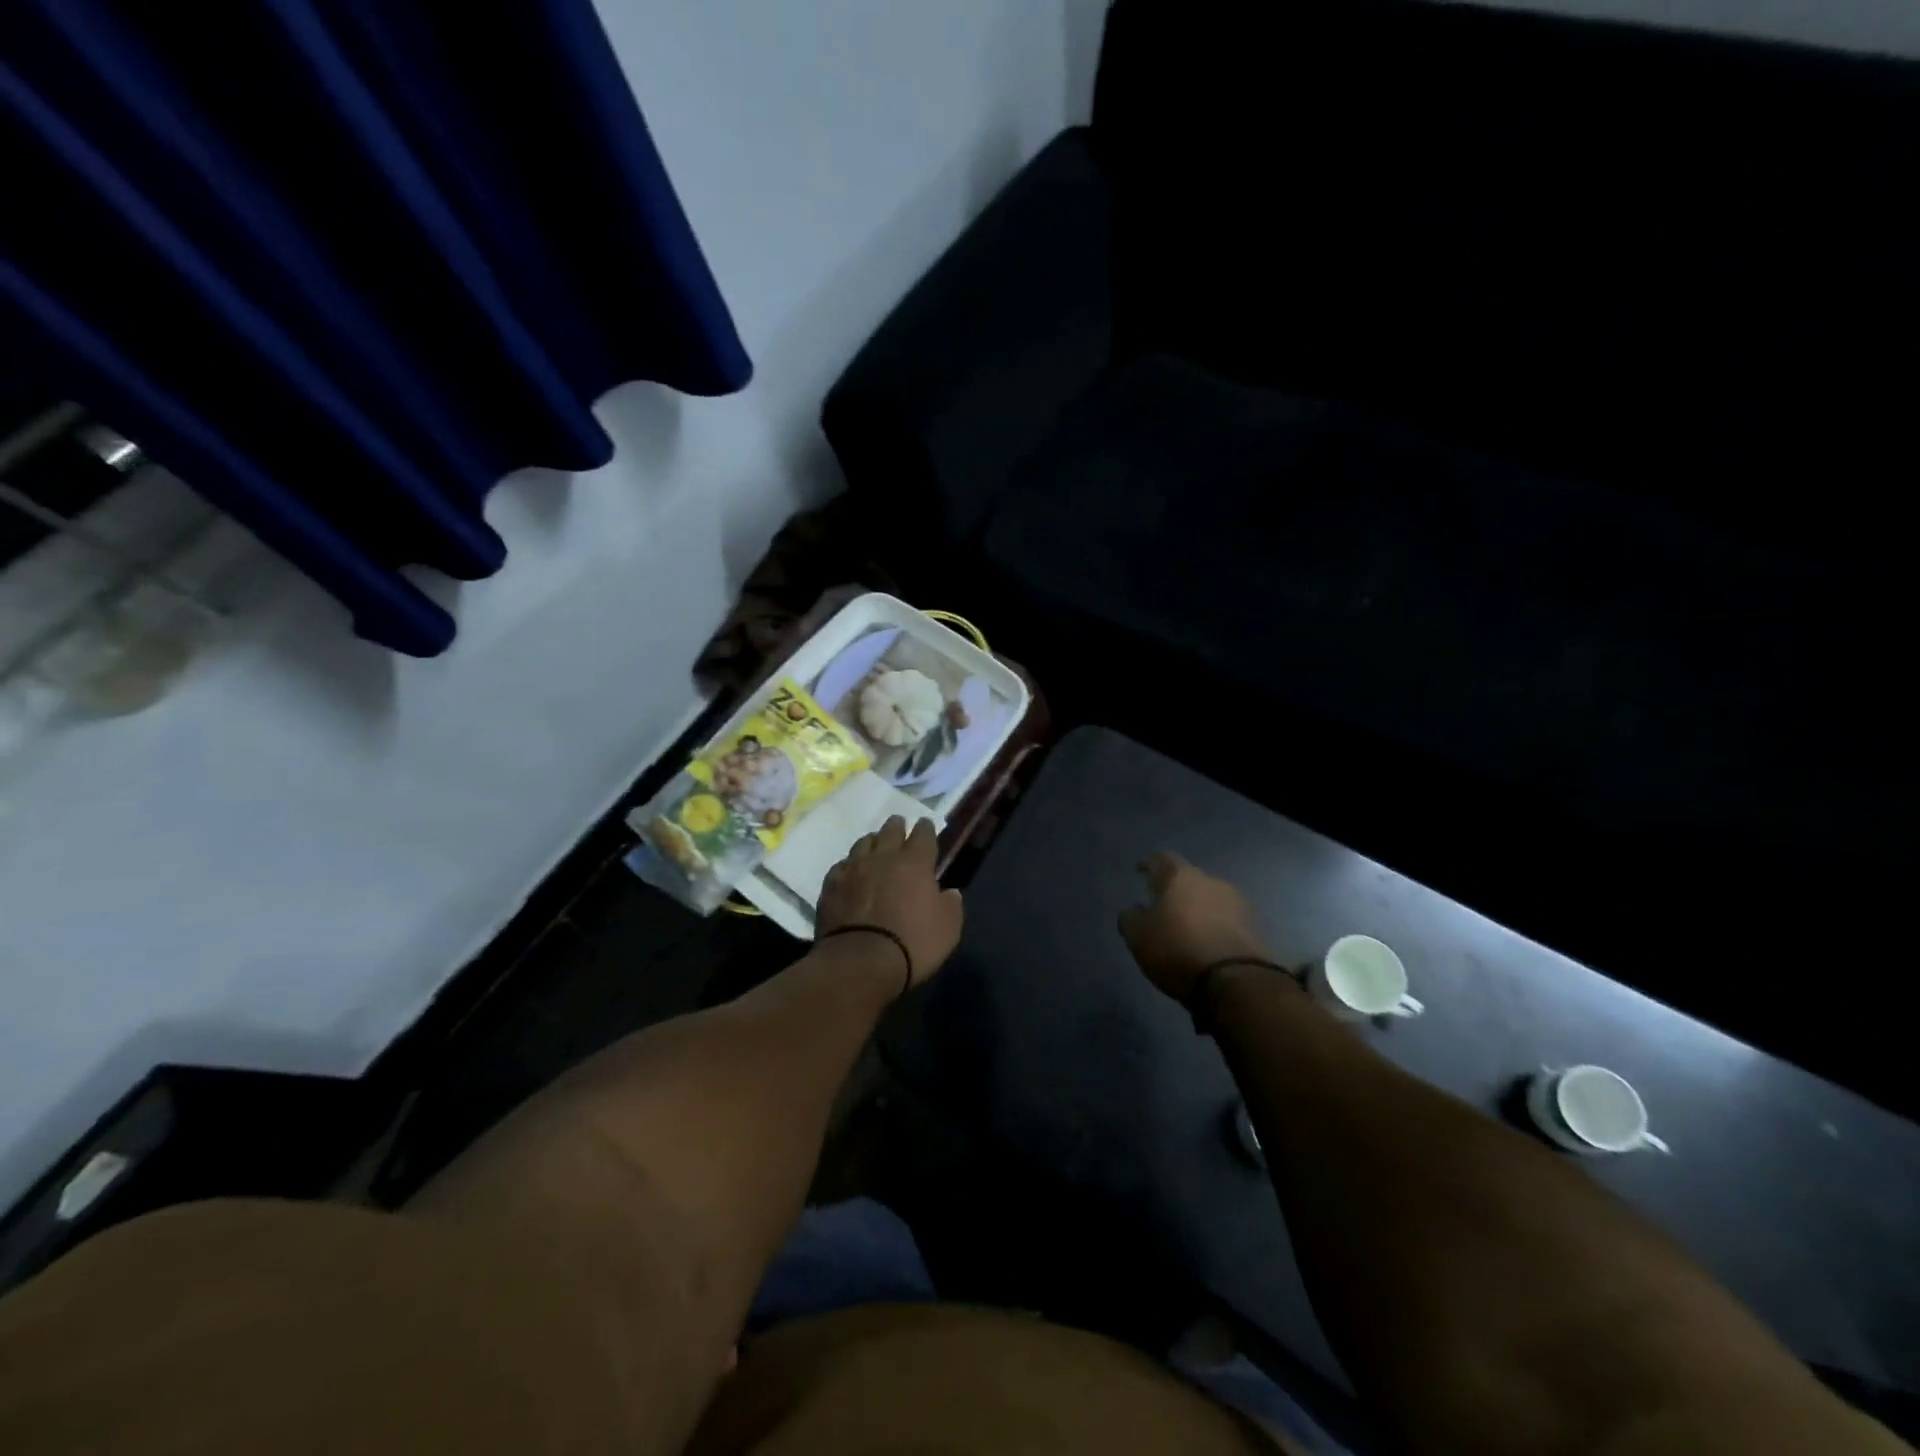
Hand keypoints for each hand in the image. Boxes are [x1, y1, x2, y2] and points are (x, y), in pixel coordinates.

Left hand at [818, 816, 963, 987]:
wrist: (860, 962)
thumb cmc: (912, 944)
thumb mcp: (948, 929)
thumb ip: (951, 906)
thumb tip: (949, 893)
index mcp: (915, 863)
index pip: (923, 834)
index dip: (926, 828)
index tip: (926, 825)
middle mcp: (884, 857)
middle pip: (890, 831)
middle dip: (897, 826)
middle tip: (899, 824)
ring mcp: (853, 869)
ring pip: (863, 843)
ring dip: (872, 842)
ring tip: (874, 845)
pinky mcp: (831, 885)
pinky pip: (841, 865)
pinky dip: (849, 865)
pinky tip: (849, 871)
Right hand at [1119, 852, 1271, 1004]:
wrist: (1235, 981)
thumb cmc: (1177, 949)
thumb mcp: (1138, 936)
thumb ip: (1131, 918)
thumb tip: (1135, 910)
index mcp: (1182, 876)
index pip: (1163, 859)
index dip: (1150, 864)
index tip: (1141, 871)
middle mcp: (1212, 882)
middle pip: (1190, 880)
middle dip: (1177, 891)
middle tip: (1163, 906)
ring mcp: (1238, 904)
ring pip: (1210, 901)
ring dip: (1198, 911)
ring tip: (1186, 929)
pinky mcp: (1255, 930)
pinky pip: (1226, 922)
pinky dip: (1214, 929)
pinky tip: (1205, 944)